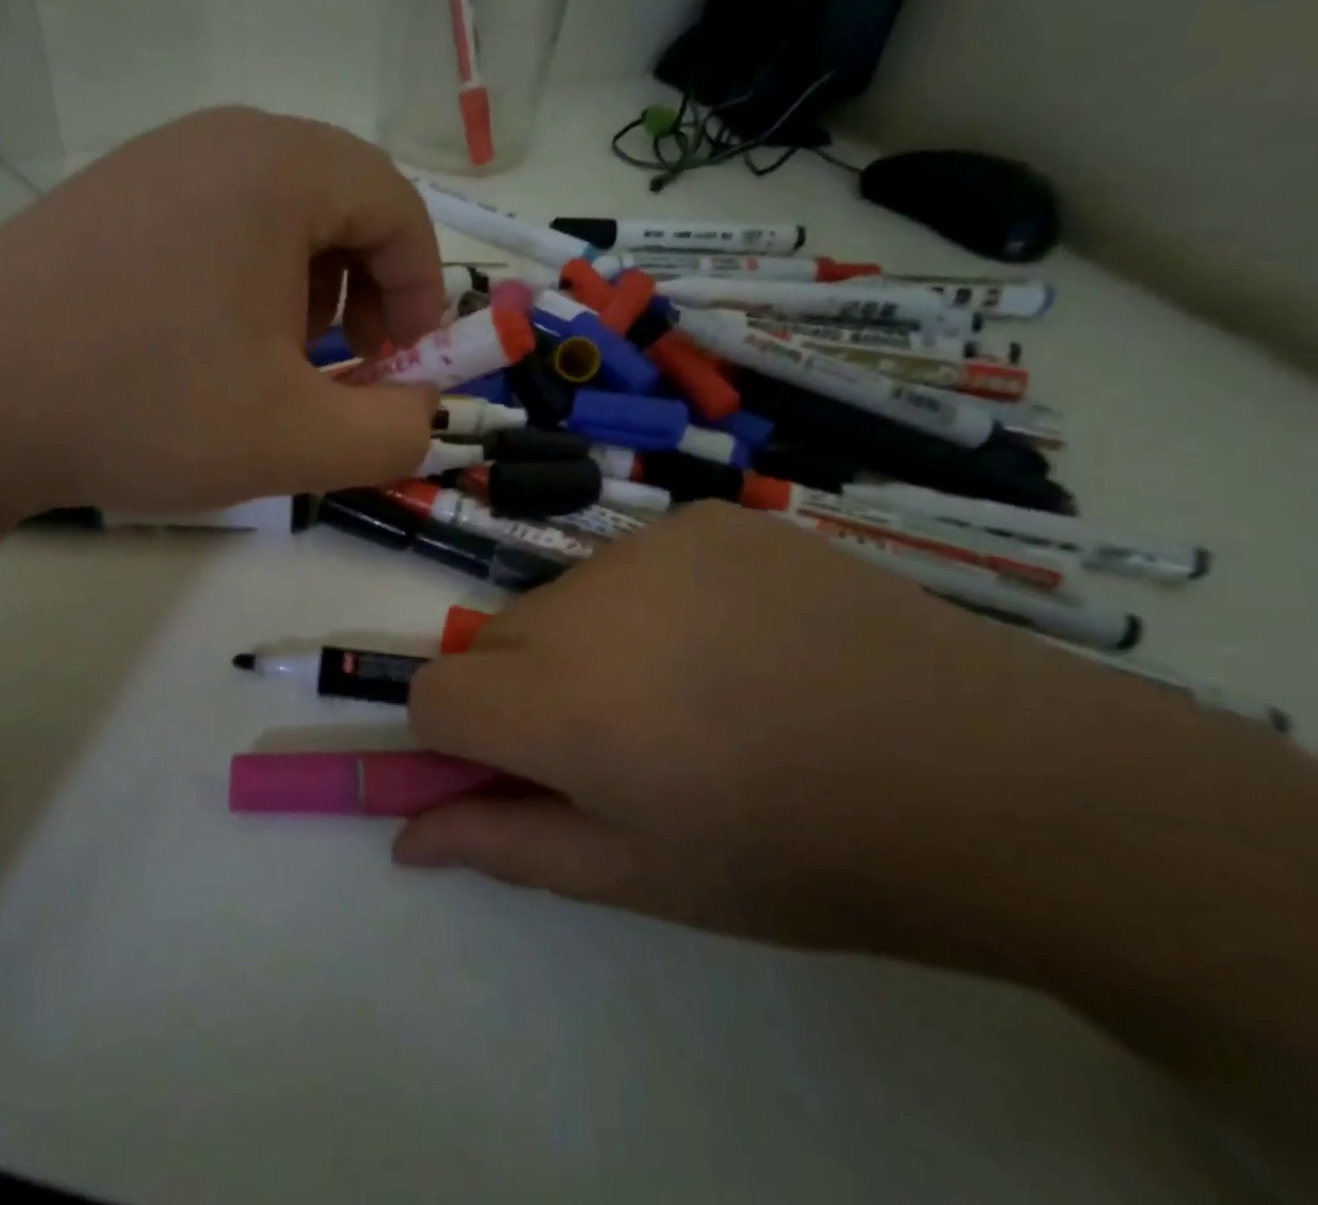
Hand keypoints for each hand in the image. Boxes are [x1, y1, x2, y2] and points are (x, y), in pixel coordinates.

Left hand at [0, 108, 446, 518]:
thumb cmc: (143, 409)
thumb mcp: (296, 442)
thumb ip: (393, 434)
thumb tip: (423, 415)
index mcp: (277, 172)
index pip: (397, 205)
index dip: (420, 290)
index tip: (400, 366)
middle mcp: (217, 142)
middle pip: (340, 201)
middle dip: (365, 289)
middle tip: (340, 364)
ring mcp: (150, 164)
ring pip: (276, 214)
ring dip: (305, 288)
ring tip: (269, 363)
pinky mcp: (104, 201)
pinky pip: (213, 224)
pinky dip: (242, 282)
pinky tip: (202, 348)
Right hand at [398, 501, 1133, 954]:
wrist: (989, 773)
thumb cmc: (798, 853)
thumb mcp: (639, 874)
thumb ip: (505, 844)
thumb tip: (406, 836)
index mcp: (558, 704)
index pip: (433, 693)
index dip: (461, 738)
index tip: (522, 768)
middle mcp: (583, 604)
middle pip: (494, 641)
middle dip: (526, 692)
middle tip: (624, 740)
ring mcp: (648, 545)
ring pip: (563, 600)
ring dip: (589, 644)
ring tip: (694, 689)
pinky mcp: (705, 519)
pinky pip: (634, 561)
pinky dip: (653, 602)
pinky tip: (738, 639)